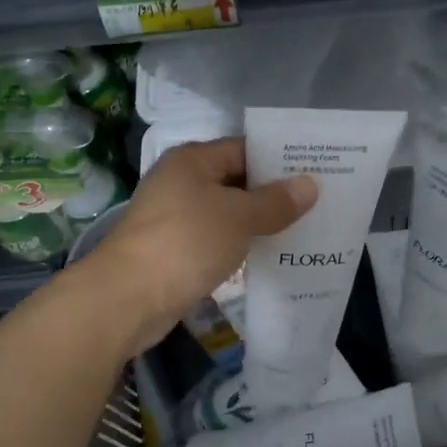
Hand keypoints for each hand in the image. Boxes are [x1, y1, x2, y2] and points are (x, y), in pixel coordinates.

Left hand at [87, 138, 315, 346]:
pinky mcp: (175, 251)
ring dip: (258, 223)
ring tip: (303, 229)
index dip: (279, 159)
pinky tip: (269, 256)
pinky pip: (216, 240)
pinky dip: (240, 246)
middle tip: (317, 202)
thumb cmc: (187, 242)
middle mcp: (181, 183)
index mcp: (192, 161)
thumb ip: (275, 201)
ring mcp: (175, 218)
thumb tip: (310, 184)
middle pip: (235, 181)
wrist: (129, 297)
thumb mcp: (239, 217)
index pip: (244, 149)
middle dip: (273, 194)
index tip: (315, 171)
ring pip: (227, 214)